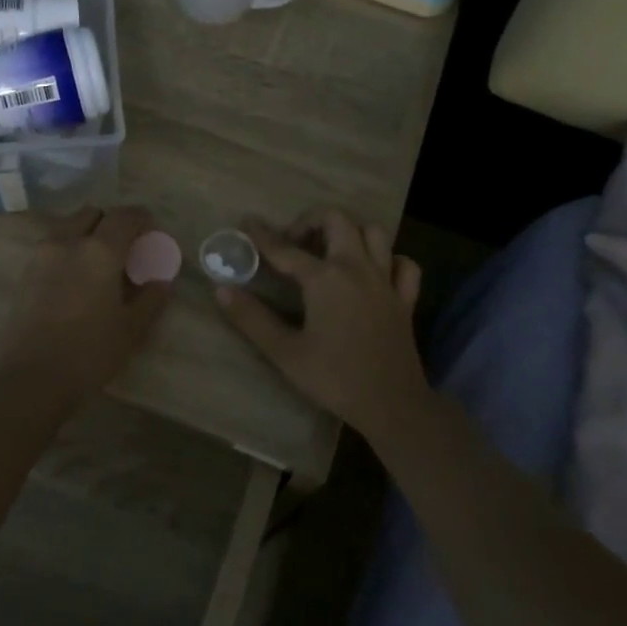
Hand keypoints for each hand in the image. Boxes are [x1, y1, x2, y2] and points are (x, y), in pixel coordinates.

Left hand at [0, 206, 173, 408]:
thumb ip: (150, 299)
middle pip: (92, 214)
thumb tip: (161, 280)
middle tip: (125, 247)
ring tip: (99, 264)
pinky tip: (76, 279)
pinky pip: (52, 247)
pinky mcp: (25, 273)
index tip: (151, 232)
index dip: (141, 219)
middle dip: (111, 222)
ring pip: (68, 227)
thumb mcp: (130, 330)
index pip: (124, 216)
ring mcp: (41, 256)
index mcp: (99, 250)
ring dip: (87, 234)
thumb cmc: (88, 353)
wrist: (28, 379)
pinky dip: (68, 250)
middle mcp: (68, 242)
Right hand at [213, 209, 426, 437]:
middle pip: (337, 220)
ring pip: (374, 233)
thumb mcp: (285, 353)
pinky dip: (389, 260)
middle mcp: (357, 268)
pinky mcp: (405, 299)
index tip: (248, 222)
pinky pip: (403, 264)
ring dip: (350, 233)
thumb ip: (251, 319)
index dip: (263, 235)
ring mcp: (385, 281)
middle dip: (311, 221)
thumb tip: (221, 289)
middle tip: (294, 242)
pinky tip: (374, 273)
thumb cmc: (334, 379)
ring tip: (331, 251)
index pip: (285, 249)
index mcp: (325, 279)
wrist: (392, 405)